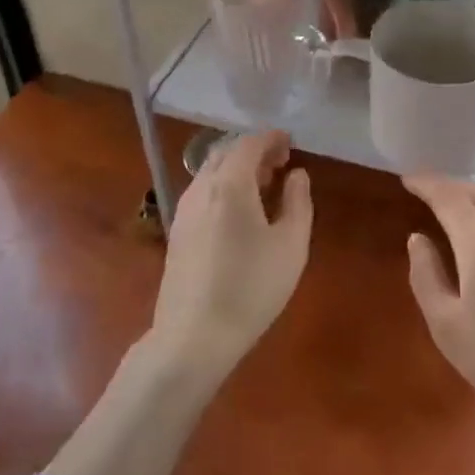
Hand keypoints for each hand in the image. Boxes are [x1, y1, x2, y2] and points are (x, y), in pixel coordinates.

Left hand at [151, 131, 313, 372]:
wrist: (194, 335)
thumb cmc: (251, 288)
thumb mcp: (291, 246)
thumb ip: (298, 202)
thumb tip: (297, 175)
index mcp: (229, 184)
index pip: (248, 144)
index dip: (271, 139)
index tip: (290, 143)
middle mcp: (201, 188)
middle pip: (226, 153)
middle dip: (253, 151)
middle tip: (280, 163)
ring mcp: (184, 210)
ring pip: (210, 172)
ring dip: (237, 169)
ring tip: (263, 186)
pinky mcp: (177, 231)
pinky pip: (202, 192)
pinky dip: (223, 187)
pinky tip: (239, 212)